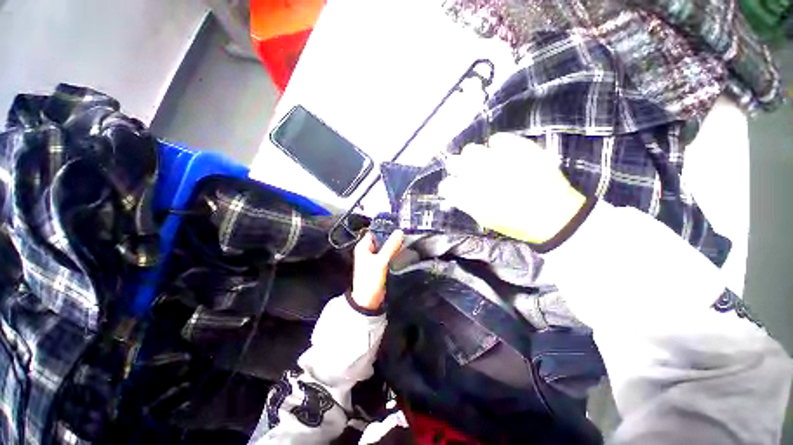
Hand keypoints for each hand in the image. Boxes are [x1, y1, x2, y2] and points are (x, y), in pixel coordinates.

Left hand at [351, 230, 403, 309]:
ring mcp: (374, 258)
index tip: (398, 223)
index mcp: (363, 246)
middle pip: (381, 239)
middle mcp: (368, 250)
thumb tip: (400, 231)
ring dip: (394, 244)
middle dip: (392, 236)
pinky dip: (394, 252)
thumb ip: (390, 246)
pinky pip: (388, 255)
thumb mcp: (381, 261)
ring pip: (385, 247)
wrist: (368, 301)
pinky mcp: (380, 265)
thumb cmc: (370, 279)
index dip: (385, 227)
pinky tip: (403, 249)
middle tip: (405, 230)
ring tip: (407, 238)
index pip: (375, 231)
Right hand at [439, 132, 585, 244]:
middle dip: (456, 167)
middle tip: (466, 172)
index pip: (446, 185)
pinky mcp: (516, 150)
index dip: (448, 187)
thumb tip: (454, 192)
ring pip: (470, 150)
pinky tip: (500, 153)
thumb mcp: (484, 218)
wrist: (553, 216)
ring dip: (473, 157)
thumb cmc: (515, 223)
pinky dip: (496, 144)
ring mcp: (497, 161)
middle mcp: (477, 176)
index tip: (454, 189)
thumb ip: (465, 203)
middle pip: (452, 162)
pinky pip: (498, 139)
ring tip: (484, 162)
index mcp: (469, 195)